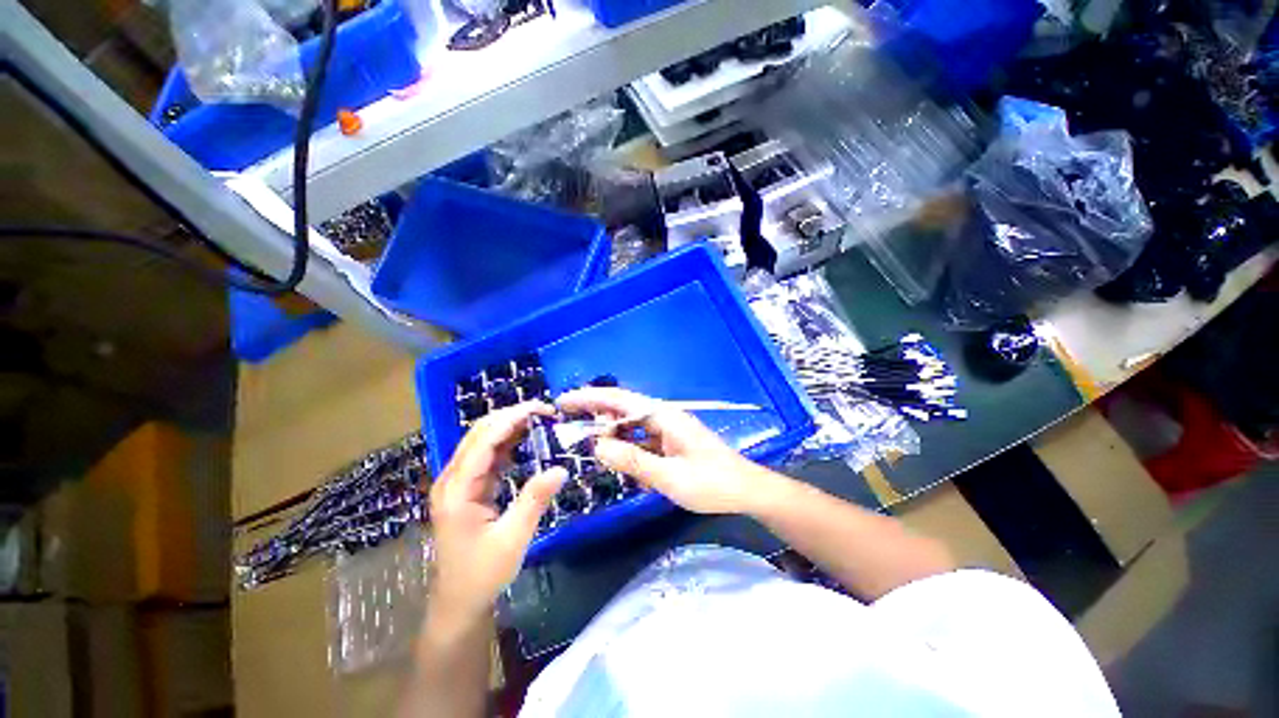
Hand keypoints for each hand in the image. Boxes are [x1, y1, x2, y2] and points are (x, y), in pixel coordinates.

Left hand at [428, 402, 566, 627]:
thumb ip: (534, 501)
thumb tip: (561, 469)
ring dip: (511, 427)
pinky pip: (489, 456)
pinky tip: (528, 440)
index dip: (512, 419)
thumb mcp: (513, 539)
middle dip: (512, 416)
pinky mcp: (469, 488)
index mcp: (457, 490)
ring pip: (484, 441)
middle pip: (480, 433)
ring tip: (541, 420)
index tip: (542, 409)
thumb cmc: (482, 574)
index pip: (484, 440)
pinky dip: (509, 443)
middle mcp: (453, 479)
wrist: (460, 602)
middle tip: (545, 412)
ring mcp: (459, 483)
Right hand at [557, 388, 782, 515]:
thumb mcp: (671, 477)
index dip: (591, 398)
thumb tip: (599, 447)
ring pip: (631, 426)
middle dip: (596, 414)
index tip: (565, 401)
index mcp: (665, 417)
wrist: (746, 490)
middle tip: (567, 425)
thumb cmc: (713, 483)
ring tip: (586, 442)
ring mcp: (668, 430)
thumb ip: (635, 461)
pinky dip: (626, 446)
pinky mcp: (670, 444)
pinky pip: (641, 440)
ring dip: (610, 432)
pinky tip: (616, 457)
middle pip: (624, 410)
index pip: (621, 400)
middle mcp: (664, 418)